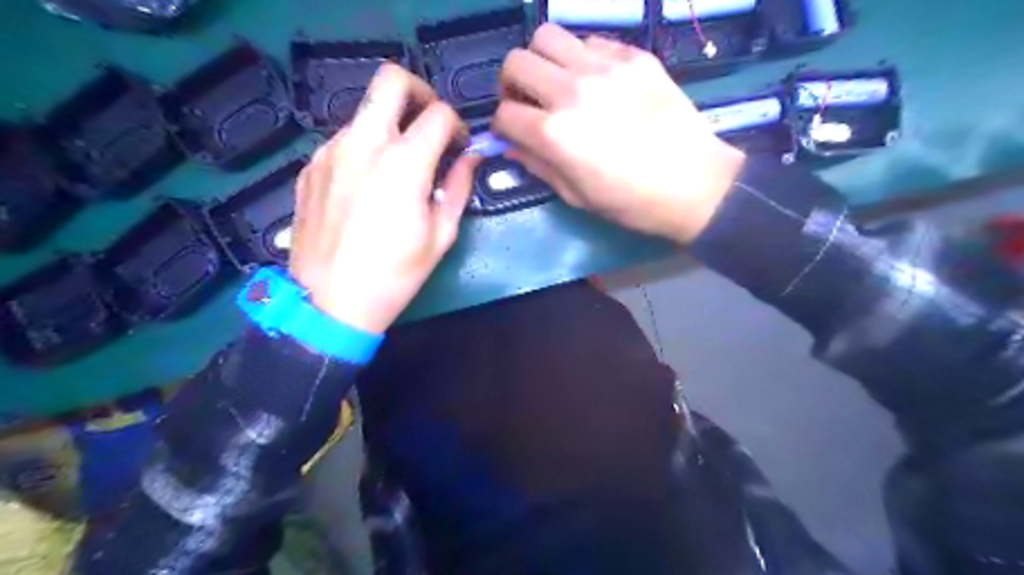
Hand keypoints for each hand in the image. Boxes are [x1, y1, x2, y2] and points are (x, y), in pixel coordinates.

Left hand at [288, 62, 479, 330]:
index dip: (457, 125)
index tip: (460, 146)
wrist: (329, 302)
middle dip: (419, 93)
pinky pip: (343, 141)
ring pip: (365, 113)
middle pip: (391, 81)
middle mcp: (364, 142)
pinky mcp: (310, 166)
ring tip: (396, 168)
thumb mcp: (441, 235)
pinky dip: (363, 150)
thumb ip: (459, 186)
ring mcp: (330, 151)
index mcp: (404, 162)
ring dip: (389, 127)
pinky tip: (366, 187)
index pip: (439, 114)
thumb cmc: (395, 274)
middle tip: (428, 124)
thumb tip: (470, 157)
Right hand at [493, 23, 745, 241]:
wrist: (694, 184)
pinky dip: (581, 58)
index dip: (502, 126)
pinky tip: (595, 81)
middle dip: (511, 84)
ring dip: (542, 60)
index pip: (504, 114)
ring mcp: (605, 68)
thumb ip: (537, 165)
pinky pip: (590, 41)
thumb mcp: (576, 195)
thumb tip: (511, 145)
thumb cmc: (631, 202)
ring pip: (547, 36)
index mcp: (555, 134)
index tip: (513, 134)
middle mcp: (571, 91)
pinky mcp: (634, 57)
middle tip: (528, 101)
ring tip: (557, 83)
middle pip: (515, 62)